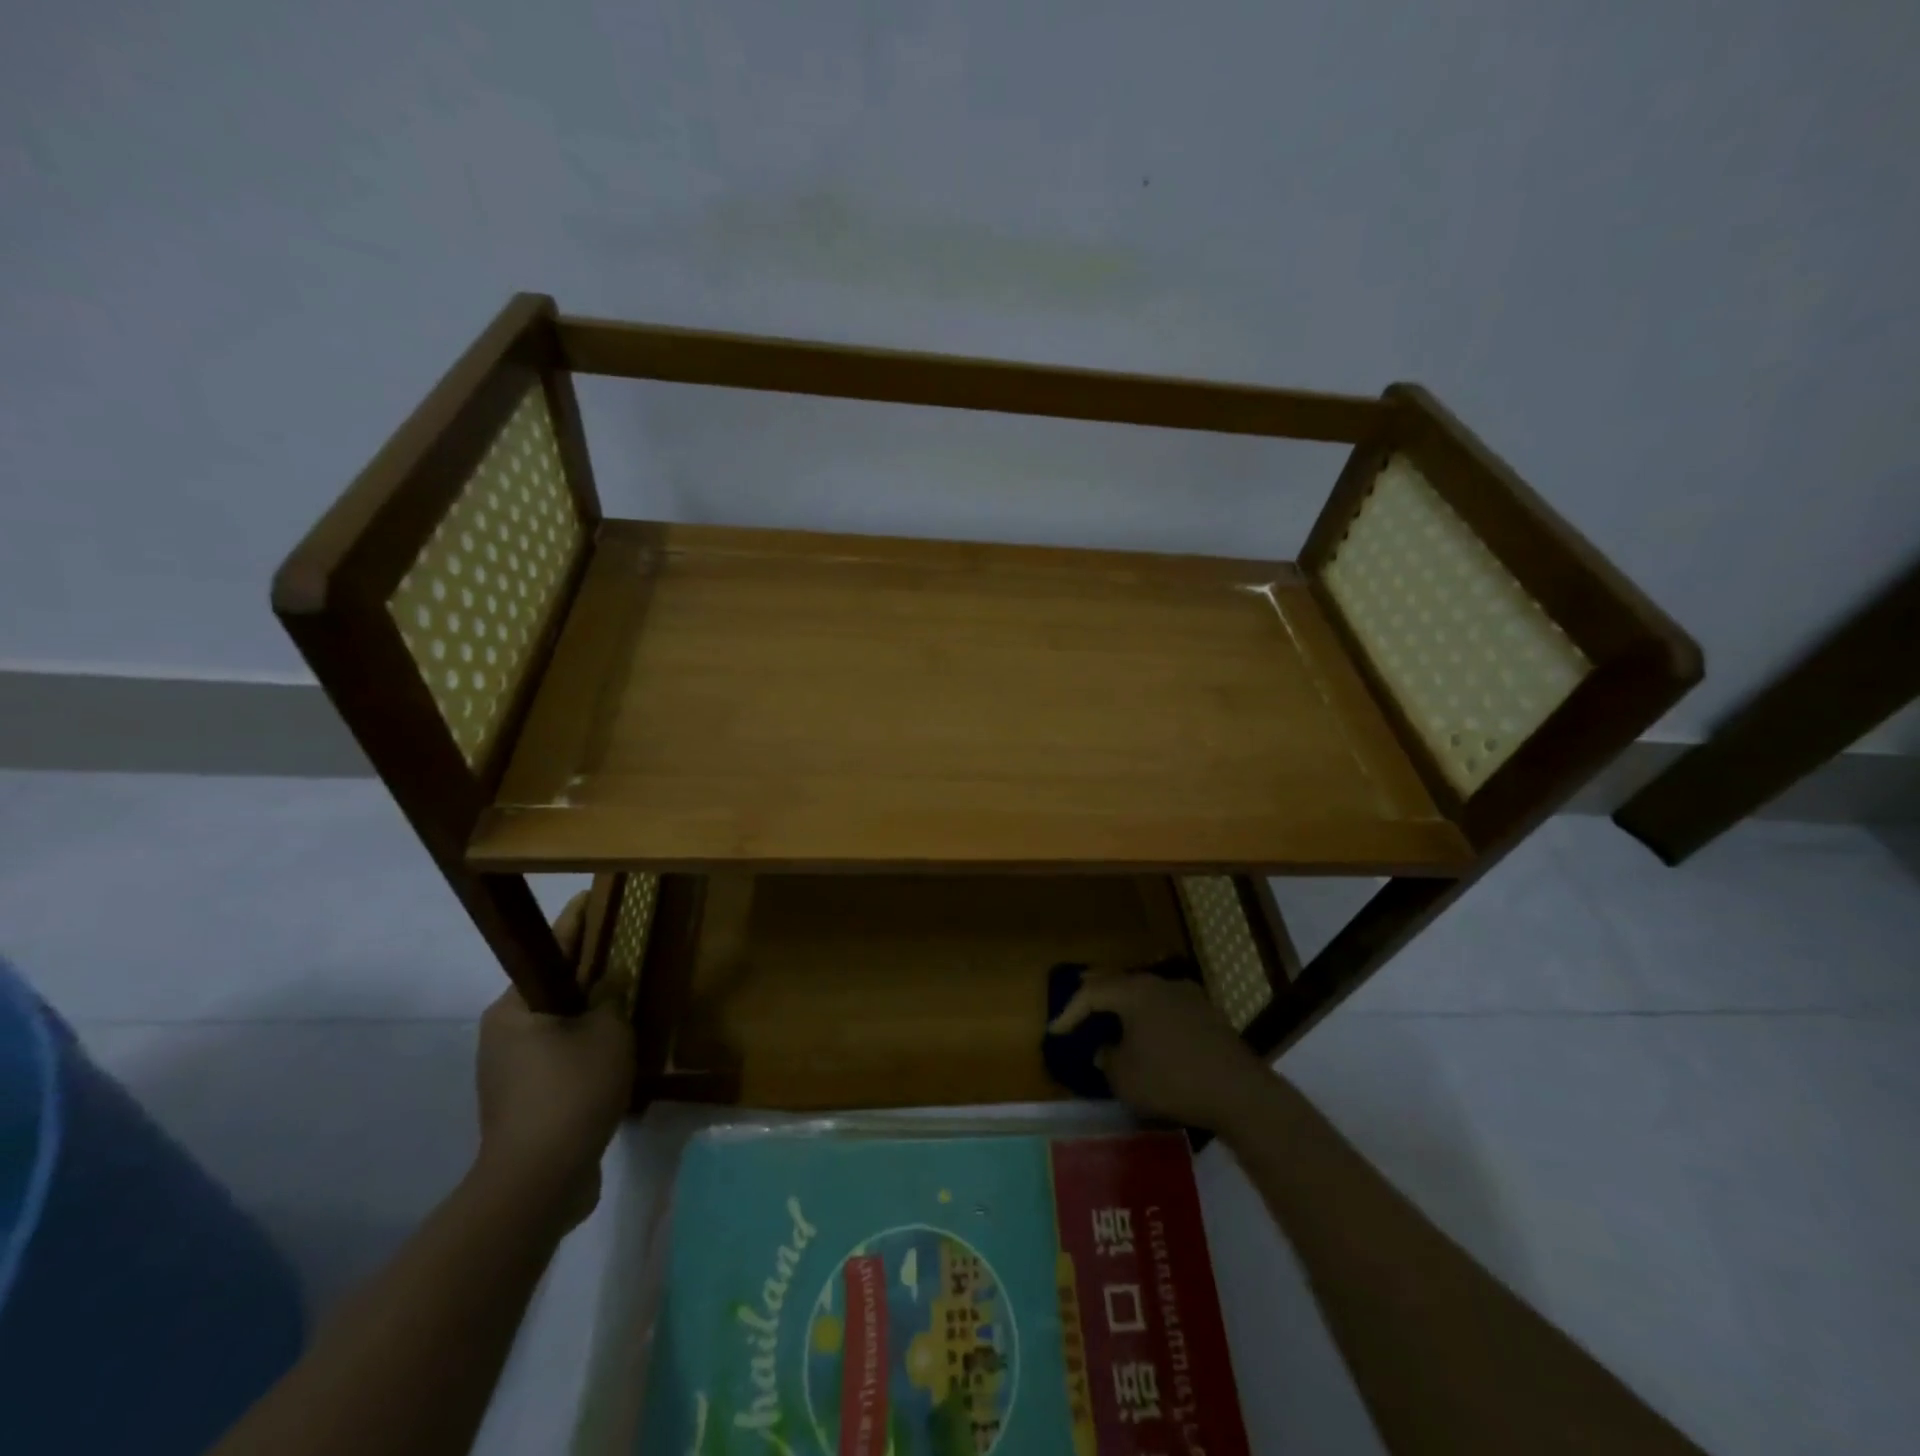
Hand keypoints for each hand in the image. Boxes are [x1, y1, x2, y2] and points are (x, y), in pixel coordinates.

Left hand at [474, 893, 634, 1226]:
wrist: (538, 1182)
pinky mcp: (521, 1105)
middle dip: (587, 977)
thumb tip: (611, 980)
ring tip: (627, 1009)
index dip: (576, 923)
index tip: (591, 896)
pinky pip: (558, 1062)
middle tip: (624, 959)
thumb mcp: (608, 1033)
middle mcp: (502, 1035)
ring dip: (589, 1020)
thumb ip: (612, 998)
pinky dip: (584, 1054)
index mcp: (513, 1009)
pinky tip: (615, 1059)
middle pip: (552, 991)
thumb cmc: (571, 1090)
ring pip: (557, 1029)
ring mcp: (507, 1074)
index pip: (549, 951)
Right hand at [1050, 970, 1273, 1132]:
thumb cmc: (1172, 1080)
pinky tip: (1147, 1027)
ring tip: (1109, 1013)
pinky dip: (1147, 1012)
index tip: (1055, 1032)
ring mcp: (1186, 994)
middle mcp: (1158, 983)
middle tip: (1076, 999)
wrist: (1238, 1091)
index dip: (1069, 1013)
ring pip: (1143, 990)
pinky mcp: (1205, 1011)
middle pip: (1117, 981)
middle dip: (1095, 992)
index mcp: (1134, 992)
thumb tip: (1104, 1048)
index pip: (1091, 994)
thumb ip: (1106, 1059)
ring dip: (1123, 1001)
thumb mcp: (1125, 1078)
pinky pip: (1164, 1003)